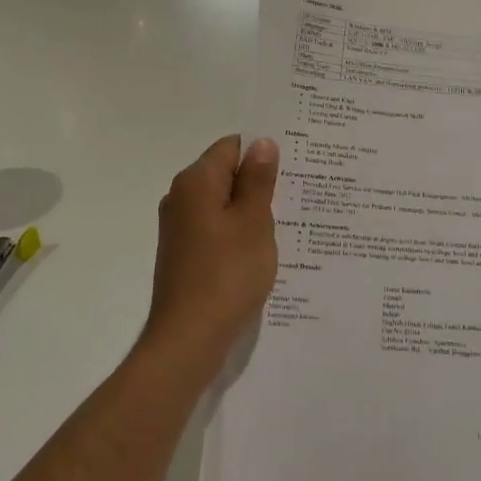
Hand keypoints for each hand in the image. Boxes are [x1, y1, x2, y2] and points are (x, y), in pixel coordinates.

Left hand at [143, 136, 279, 383]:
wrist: (189, 338)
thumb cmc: (227, 274)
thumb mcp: (253, 222)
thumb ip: (258, 180)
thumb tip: (261, 142)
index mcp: (196, 182)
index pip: (231, 146)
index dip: (262, 152)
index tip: (294, 166)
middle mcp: (181, 198)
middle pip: (225, 174)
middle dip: (259, 181)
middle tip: (299, 192)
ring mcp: (180, 229)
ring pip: (223, 204)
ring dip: (251, 210)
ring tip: (289, 221)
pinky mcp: (185, 255)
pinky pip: (217, 230)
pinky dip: (239, 233)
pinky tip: (263, 249)